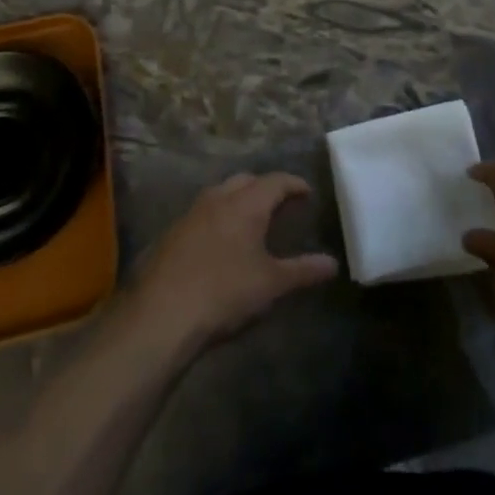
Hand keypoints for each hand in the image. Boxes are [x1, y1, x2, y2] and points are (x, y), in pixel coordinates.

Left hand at [129, 172, 337, 353]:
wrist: (161, 314)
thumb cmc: (225, 292)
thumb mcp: (271, 284)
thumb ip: (303, 271)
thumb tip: (333, 264)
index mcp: (246, 203)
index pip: (276, 181)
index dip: (294, 184)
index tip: (307, 193)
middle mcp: (218, 198)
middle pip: (246, 180)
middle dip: (265, 188)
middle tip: (280, 205)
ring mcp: (191, 213)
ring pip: (221, 194)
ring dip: (238, 200)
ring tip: (251, 220)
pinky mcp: (172, 233)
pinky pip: (203, 213)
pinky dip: (218, 217)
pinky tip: (220, 242)